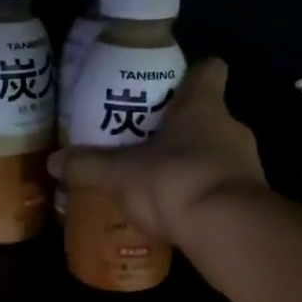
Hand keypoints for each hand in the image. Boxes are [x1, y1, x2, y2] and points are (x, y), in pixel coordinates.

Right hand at [49, 59, 266, 240]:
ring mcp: (245, 164)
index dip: (191, 75)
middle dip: (179, 129)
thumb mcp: (120, 174)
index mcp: (202, 106)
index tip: (170, 87)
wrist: (228, 231)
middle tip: (146, 143)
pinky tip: (176, 214)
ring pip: (215, 154)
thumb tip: (52, 161)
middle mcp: (230, 127)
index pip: (209, 71)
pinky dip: (201, 197)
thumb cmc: (174, 181)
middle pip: (207, 116)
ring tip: (157, 183)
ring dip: (190, 165)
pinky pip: (220, 189)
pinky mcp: (249, 199)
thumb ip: (88, 166)